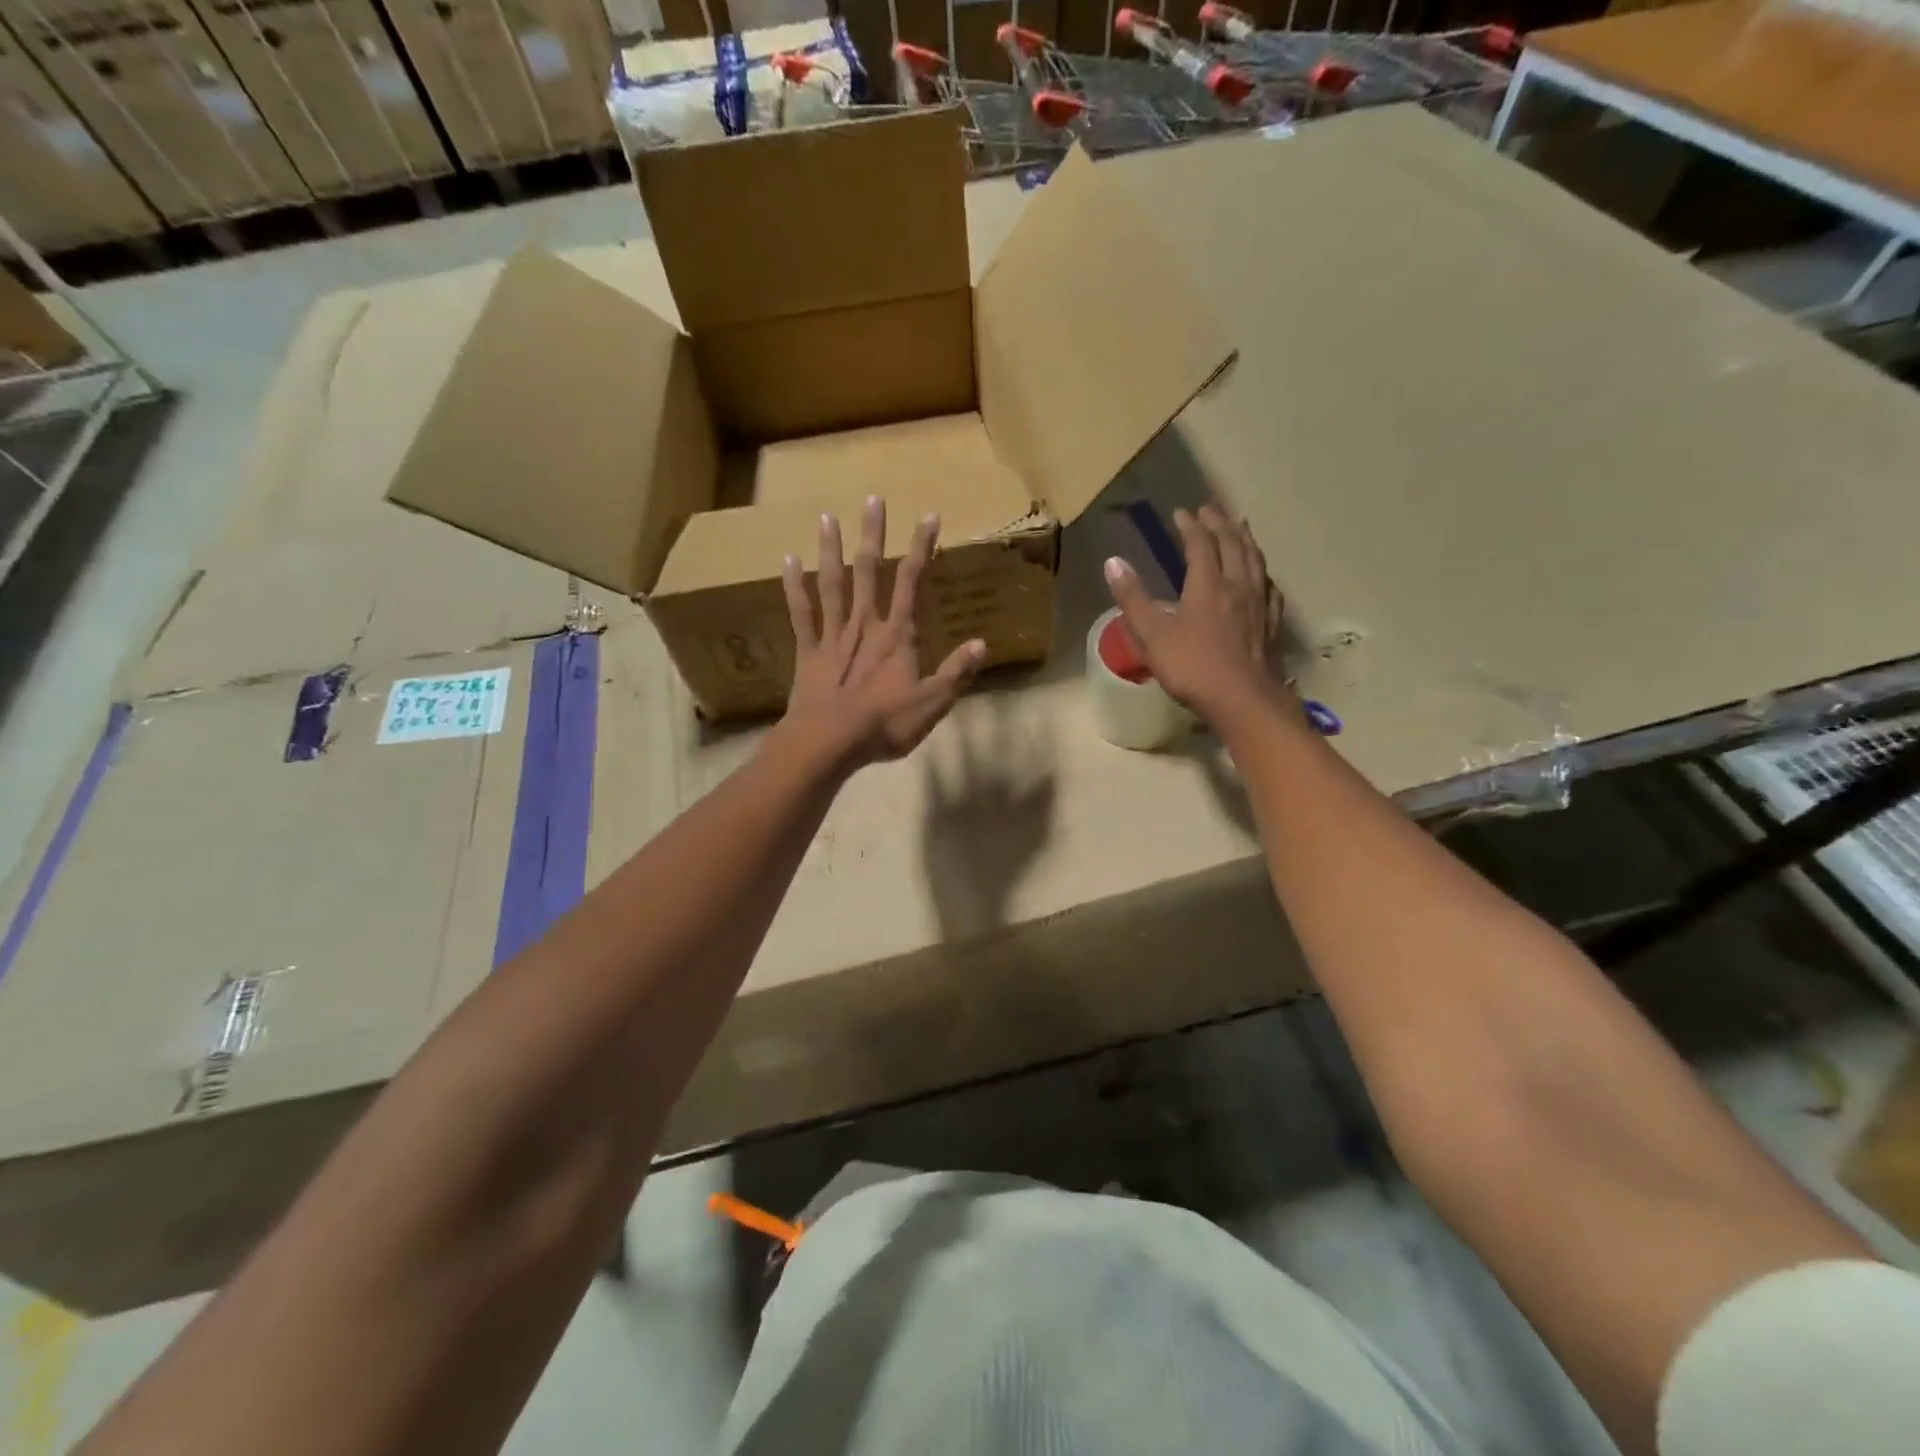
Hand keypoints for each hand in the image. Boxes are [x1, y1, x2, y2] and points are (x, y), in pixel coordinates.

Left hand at [780, 497, 985, 769]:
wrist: (829, 742)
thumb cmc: (884, 725)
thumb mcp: (932, 703)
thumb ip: (957, 672)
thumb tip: (982, 643)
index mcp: (897, 636)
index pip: (912, 582)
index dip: (922, 549)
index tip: (929, 517)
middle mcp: (865, 625)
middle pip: (870, 572)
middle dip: (874, 535)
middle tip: (872, 500)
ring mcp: (833, 636)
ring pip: (833, 584)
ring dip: (831, 550)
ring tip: (827, 517)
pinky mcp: (808, 652)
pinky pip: (800, 613)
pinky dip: (794, 586)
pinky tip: (788, 560)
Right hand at [1103, 504, 1291, 727]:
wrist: (1243, 700)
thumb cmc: (1193, 668)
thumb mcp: (1153, 635)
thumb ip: (1133, 599)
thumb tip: (1113, 562)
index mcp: (1207, 585)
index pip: (1200, 545)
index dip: (1190, 526)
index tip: (1181, 512)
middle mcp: (1237, 586)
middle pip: (1233, 545)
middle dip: (1220, 523)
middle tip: (1211, 508)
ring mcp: (1259, 604)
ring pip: (1255, 561)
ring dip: (1245, 540)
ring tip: (1240, 527)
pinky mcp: (1272, 624)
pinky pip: (1269, 588)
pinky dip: (1263, 573)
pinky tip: (1262, 577)